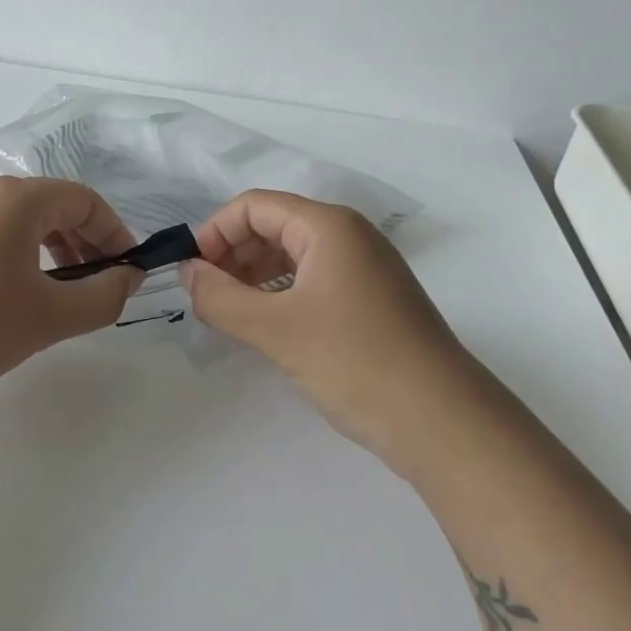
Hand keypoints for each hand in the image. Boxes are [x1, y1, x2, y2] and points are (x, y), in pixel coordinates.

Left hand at [0, 177, 142, 407]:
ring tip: (63, 298)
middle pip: (54, 208)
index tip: (128, 273)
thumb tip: (129, 279)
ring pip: (23, 226)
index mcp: (18, 200)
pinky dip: (22, 262)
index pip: (85, 200)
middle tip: (100, 288)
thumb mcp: (49, 317)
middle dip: (87, 244)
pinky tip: (19, 302)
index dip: (115, 234)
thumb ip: (103, 297)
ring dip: (56, 254)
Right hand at [179, 190, 481, 461]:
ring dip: (252, 276)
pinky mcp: (371, 301)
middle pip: (273, 226)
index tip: (191, 272)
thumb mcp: (276, 329)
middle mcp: (349, 236)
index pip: (254, 206)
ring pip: (292, 255)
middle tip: (206, 296)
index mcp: (329, 226)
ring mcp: (364, 269)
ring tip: (228, 313)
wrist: (444, 423)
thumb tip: (186, 272)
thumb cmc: (355, 361)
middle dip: (232, 254)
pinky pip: (312, 281)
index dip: (215, 232)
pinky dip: (279, 294)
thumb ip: (220, 297)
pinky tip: (265, 325)